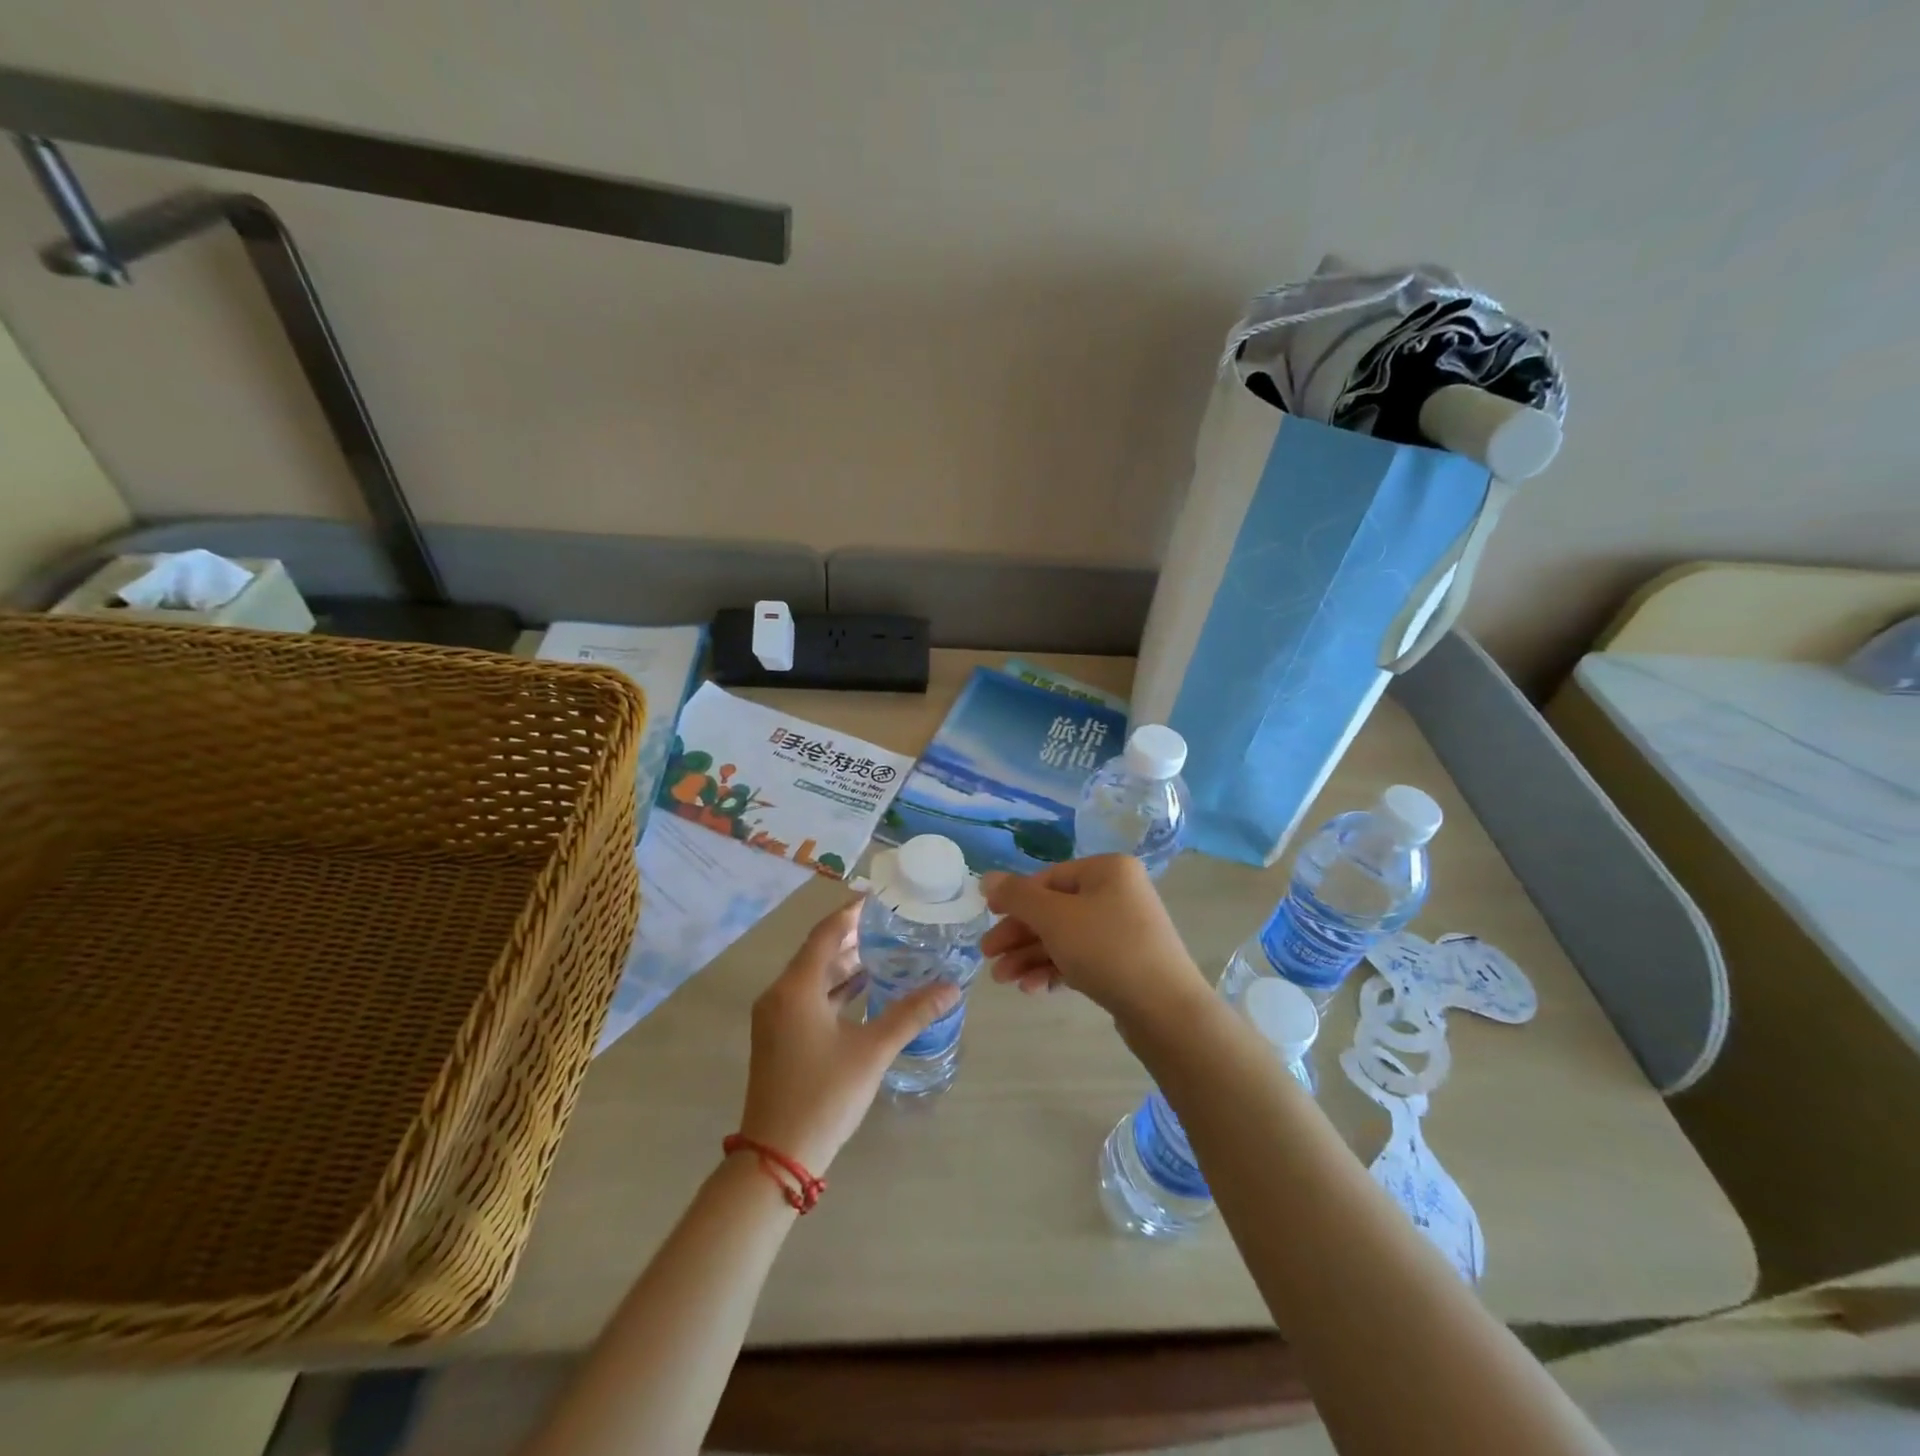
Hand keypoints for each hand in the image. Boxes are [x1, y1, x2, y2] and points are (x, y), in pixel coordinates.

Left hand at [738, 899, 960, 1173]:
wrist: (776, 1155)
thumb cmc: (824, 1094)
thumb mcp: (873, 1050)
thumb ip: (911, 1014)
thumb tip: (951, 987)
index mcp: (796, 987)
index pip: (826, 933)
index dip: (852, 913)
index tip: (881, 900)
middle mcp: (780, 994)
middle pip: (818, 952)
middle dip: (853, 938)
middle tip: (891, 926)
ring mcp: (775, 1017)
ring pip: (812, 977)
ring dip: (845, 965)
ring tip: (885, 953)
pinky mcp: (778, 1037)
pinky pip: (807, 997)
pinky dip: (834, 989)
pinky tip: (863, 991)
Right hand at [982, 855, 1210, 1027]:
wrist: (1166, 1011)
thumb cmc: (1107, 949)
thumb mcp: (1054, 918)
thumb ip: (1017, 896)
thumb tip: (987, 878)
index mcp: (1107, 870)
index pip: (1048, 878)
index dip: (1014, 899)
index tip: (986, 920)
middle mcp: (1118, 893)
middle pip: (1054, 910)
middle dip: (1019, 935)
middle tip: (988, 958)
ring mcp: (1124, 929)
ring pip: (1065, 938)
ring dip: (1030, 956)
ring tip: (1003, 980)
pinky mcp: (1125, 963)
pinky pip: (1081, 958)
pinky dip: (1055, 969)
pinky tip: (1032, 988)